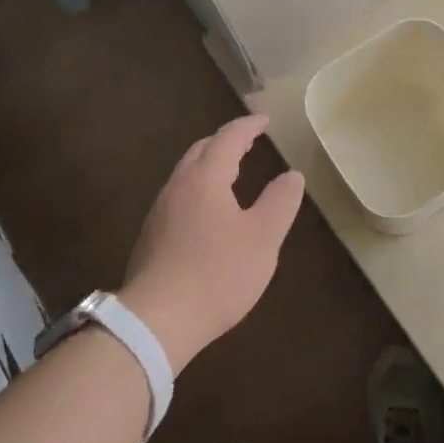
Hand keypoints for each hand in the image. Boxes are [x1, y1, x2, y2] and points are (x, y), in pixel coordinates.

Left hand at [118, 115, 303, 369]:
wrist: (156, 321)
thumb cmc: (216, 274)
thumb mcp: (262, 239)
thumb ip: (279, 202)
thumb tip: (292, 175)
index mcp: (205, 178)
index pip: (227, 138)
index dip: (248, 127)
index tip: (264, 121)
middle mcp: (178, 186)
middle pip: (201, 151)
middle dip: (225, 143)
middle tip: (247, 144)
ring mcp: (159, 212)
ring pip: (186, 175)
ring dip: (209, 167)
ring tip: (229, 175)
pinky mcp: (151, 238)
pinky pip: (178, 198)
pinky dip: (198, 190)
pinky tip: (207, 214)